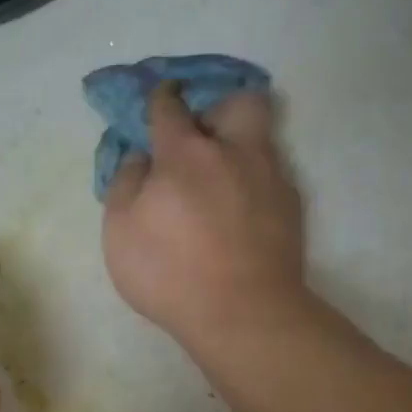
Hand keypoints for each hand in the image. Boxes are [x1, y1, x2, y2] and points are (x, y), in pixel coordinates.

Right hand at [101, 84, 310, 360]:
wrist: (241, 312)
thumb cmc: (169, 271)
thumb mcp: (120, 231)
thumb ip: (125, 184)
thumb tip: (139, 158)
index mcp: (185, 153)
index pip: (169, 108)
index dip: (159, 99)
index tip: (157, 100)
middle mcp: (234, 152)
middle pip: (239, 102)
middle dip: (219, 109)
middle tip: (202, 137)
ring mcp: (270, 177)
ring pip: (261, 139)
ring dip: (239, 147)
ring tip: (221, 180)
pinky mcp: (291, 208)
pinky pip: (271, 178)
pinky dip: (252, 185)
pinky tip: (239, 215)